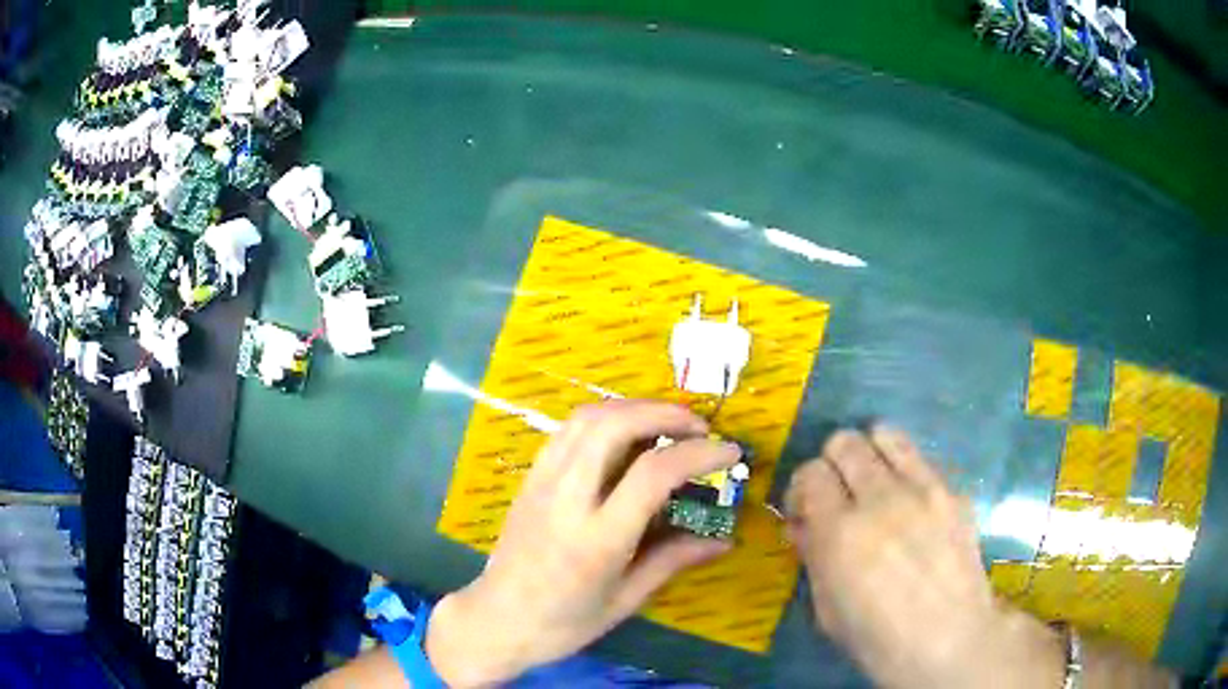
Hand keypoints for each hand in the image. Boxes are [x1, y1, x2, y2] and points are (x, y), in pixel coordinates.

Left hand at [426, 400, 741, 686]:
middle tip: (698, 426)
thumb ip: (672, 561)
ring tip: (666, 424)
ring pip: (586, 419)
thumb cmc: (563, 623)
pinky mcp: (529, 478)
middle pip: (613, 425)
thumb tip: (723, 541)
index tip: (730, 451)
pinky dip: (603, 419)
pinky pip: (566, 431)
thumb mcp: (625, 601)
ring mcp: (542, 483)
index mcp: (597, 539)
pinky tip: (623, 436)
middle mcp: (566, 500)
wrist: (495, 621)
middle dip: (664, 412)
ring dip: (633, 408)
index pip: (652, 474)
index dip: (699, 453)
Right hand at [784, 427, 1064, 688]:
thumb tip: (806, 524)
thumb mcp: (827, 609)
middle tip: (839, 496)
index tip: (807, 512)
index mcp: (840, 533)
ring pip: (885, 434)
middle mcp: (880, 498)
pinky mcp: (953, 490)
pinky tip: (911, 503)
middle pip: (844, 442)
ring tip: (874, 484)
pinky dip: (905, 470)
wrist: (950, 641)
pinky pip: (921, 458)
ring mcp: (923, 489)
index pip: (810, 473)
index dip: (802, 489)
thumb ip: (813, 556)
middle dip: (833, 464)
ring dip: (871, 454)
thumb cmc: (878, 639)